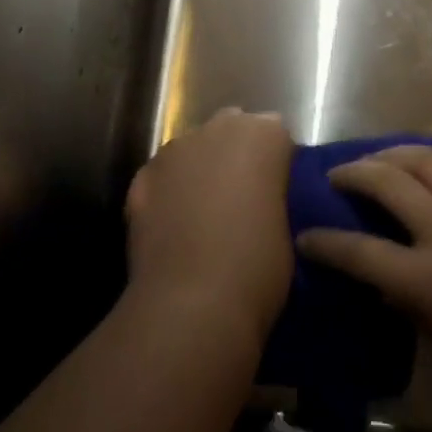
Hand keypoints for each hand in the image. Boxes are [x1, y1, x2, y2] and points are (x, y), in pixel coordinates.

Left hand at [125, 109, 294, 349]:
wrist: (191, 303)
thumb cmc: (257, 267)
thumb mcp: (288, 226)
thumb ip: (274, 195)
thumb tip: (262, 200)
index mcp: (264, 135)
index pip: (276, 135)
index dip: (275, 163)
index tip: (276, 193)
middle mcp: (220, 127)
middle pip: (232, 129)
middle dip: (236, 155)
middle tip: (241, 199)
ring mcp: (176, 149)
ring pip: (194, 150)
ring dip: (200, 171)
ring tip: (203, 216)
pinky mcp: (143, 175)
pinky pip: (164, 177)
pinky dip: (169, 193)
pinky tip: (173, 228)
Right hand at [297, 142, 431, 418]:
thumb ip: (418, 313)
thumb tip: (387, 286)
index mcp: (429, 280)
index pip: (359, 254)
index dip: (325, 244)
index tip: (305, 237)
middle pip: (385, 183)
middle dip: (352, 174)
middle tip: (338, 176)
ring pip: (424, 158)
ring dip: (394, 154)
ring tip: (381, 159)